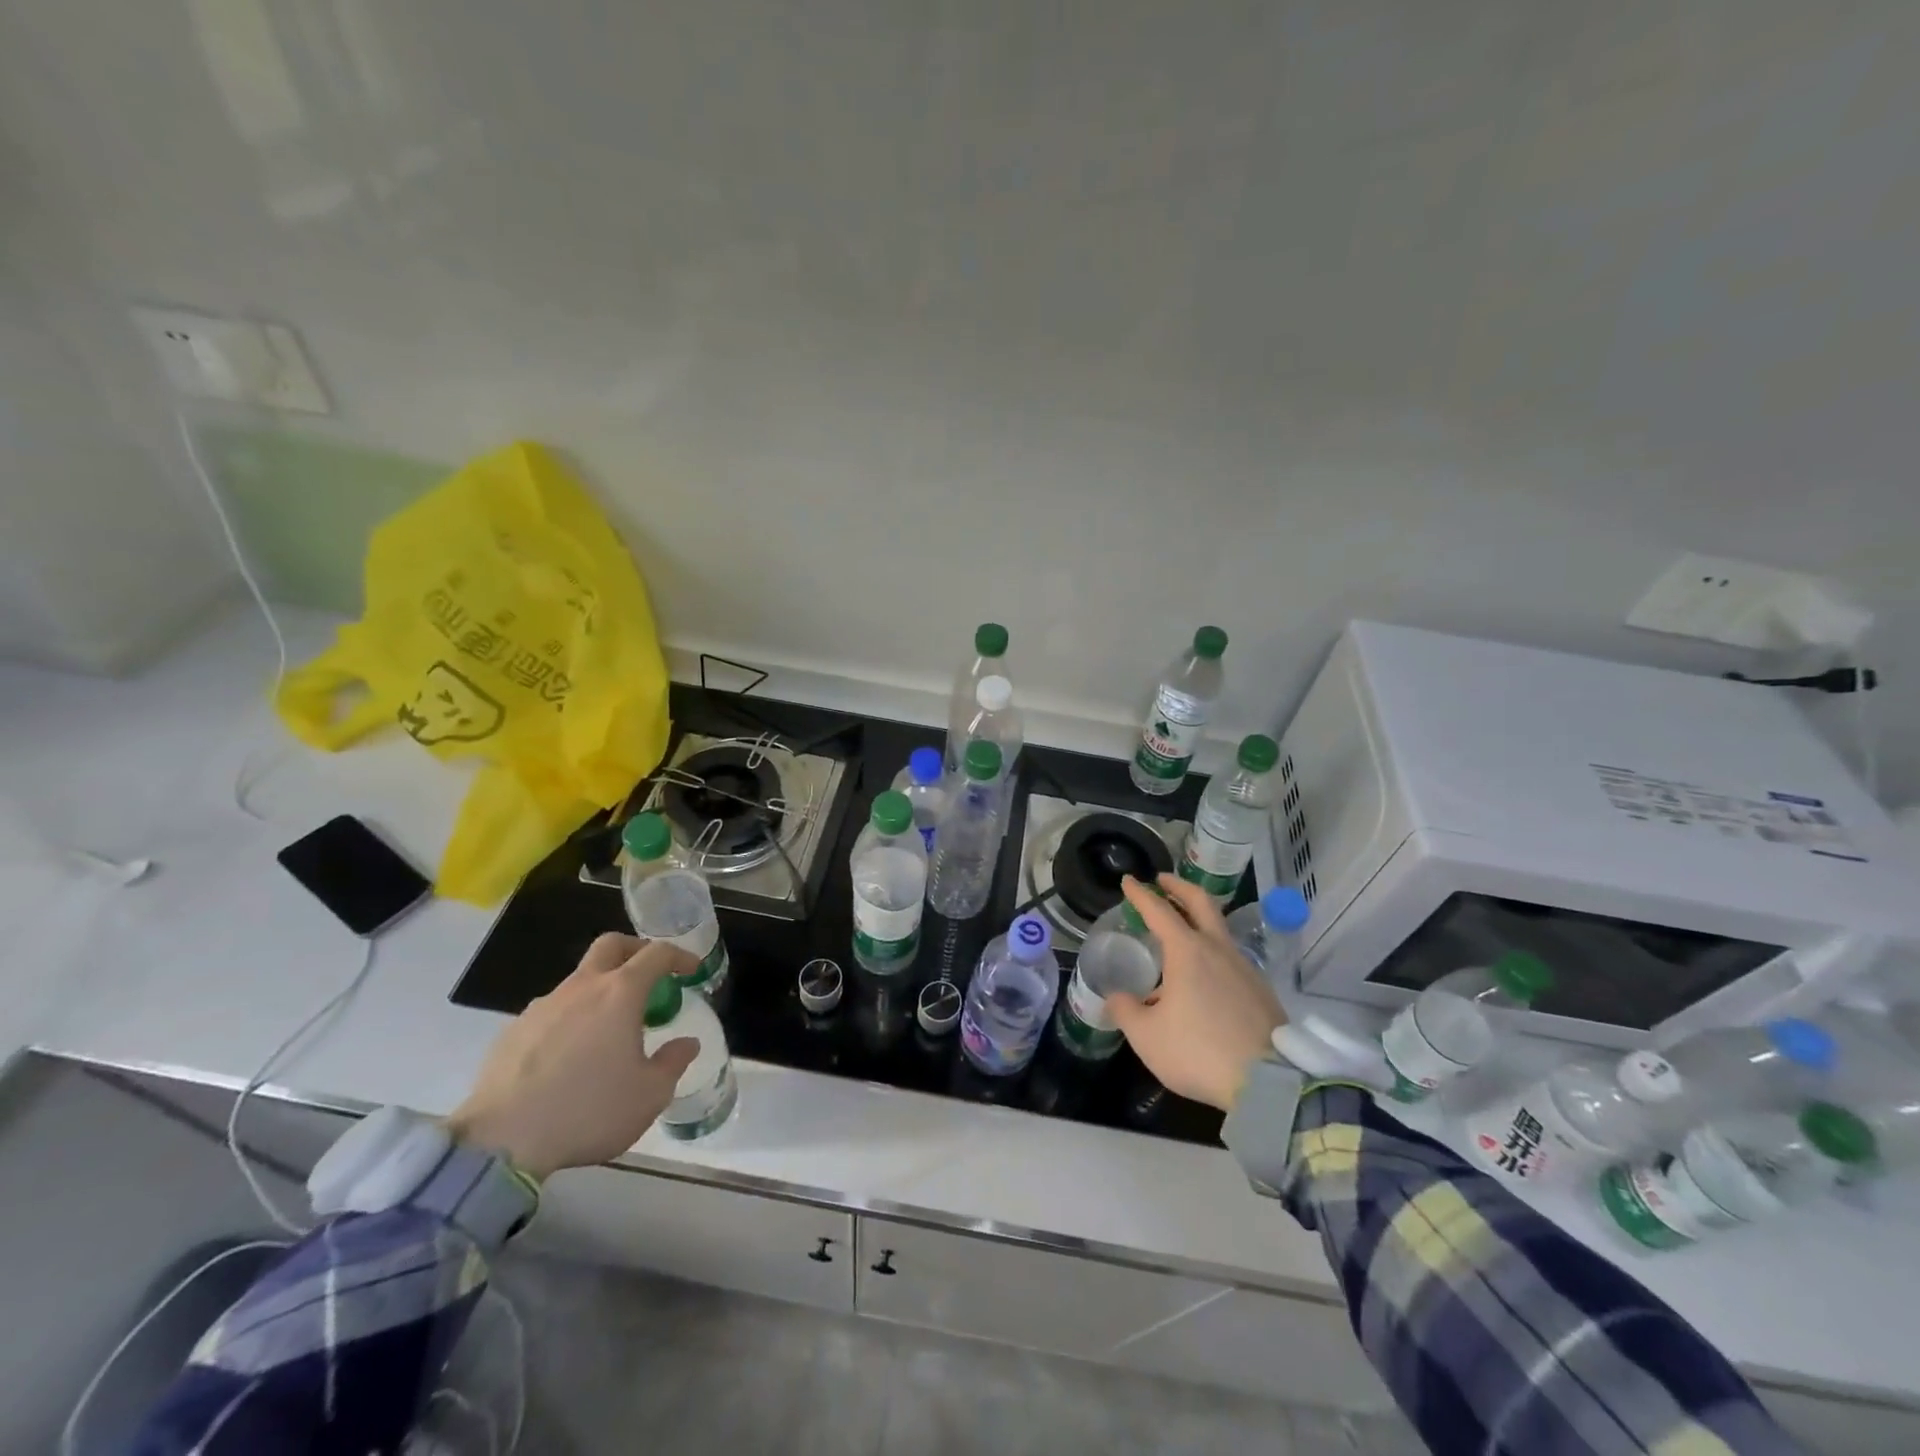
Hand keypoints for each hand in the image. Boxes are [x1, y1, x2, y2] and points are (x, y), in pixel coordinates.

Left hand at [446, 933, 699, 1177]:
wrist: (501, 1142)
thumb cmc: (588, 1110)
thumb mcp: (649, 1095)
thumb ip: (673, 1062)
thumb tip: (686, 1043)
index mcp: (620, 994)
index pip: (656, 954)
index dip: (679, 956)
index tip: (691, 970)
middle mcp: (581, 988)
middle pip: (610, 946)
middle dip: (635, 951)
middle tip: (650, 975)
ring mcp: (542, 1007)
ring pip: (577, 981)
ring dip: (599, 991)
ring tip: (607, 1030)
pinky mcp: (512, 1032)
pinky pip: (550, 1013)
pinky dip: (569, 1020)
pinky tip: (568, 1057)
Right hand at [1106, 875, 1285, 1111]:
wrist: (1269, 1082)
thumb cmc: (1198, 1051)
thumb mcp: (1146, 1036)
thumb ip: (1126, 1010)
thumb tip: (1118, 998)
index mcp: (1187, 951)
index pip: (1158, 910)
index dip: (1140, 894)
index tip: (1129, 881)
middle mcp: (1217, 949)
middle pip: (1200, 902)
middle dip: (1179, 887)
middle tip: (1162, 881)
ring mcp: (1244, 968)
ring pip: (1219, 930)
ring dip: (1197, 920)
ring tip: (1179, 934)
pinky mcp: (1261, 990)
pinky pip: (1230, 958)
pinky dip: (1212, 952)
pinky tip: (1203, 976)